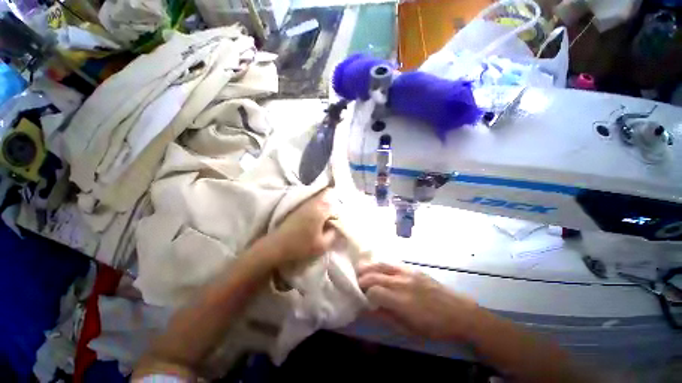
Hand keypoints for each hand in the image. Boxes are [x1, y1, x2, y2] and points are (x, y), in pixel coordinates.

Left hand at [266, 189, 336, 264]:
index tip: (341, 220)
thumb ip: (333, 235)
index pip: (336, 203)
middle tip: (335, 217)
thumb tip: (337, 228)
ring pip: (320, 199)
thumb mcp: (322, 245)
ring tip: (327, 218)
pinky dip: (318, 207)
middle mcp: (313, 203)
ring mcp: (304, 204)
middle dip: (334, 205)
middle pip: (328, 196)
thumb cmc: (301, 245)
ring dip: (326, 206)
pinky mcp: (298, 207)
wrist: (276, 246)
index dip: (340, 211)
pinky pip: (313, 203)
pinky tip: (317, 219)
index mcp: (321, 210)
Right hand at [358, 262, 478, 341]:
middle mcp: (401, 283)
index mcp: (401, 301)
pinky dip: (380, 264)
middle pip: (374, 275)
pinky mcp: (412, 268)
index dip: (364, 295)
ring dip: (368, 267)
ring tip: (360, 271)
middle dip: (362, 279)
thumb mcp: (409, 330)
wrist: (459, 312)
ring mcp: (407, 272)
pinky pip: (392, 263)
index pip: (373, 291)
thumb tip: (368, 309)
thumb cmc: (434, 327)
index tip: (361, 299)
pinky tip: (377, 267)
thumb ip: (386, 317)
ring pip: (381, 265)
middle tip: (356, 284)